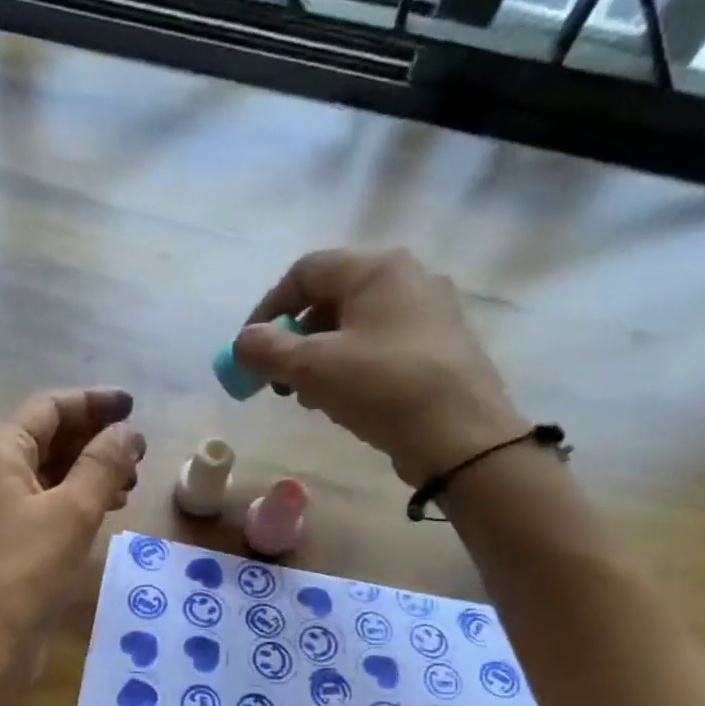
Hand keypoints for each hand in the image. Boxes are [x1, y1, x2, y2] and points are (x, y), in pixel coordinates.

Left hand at [0, 388, 144, 705]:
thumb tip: (127, 431)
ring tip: (129, 484)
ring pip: (45, 473)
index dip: (93, 403)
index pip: (49, 408)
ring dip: (86, 472)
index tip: (134, 409)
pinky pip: (40, 505)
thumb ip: (103, 464)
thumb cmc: (22, 574)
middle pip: (46, 438)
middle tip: (138, 454)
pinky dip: (72, 501)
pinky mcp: (0, 542)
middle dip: (93, 439)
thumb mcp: (72, 513)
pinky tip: (102, 512)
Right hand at [232, 247, 523, 486]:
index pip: (305, 271)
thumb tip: (243, 343)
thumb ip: (267, 350)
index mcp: (377, 269)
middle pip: (330, 297)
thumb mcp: (313, 368)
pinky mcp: (439, 346)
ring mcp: (429, 312)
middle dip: (294, 338)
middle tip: (277, 378)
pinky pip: (380, 345)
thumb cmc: (383, 388)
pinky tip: (343, 401)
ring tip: (306, 396)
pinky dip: (350, 365)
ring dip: (319, 357)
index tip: (249, 348)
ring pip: (355, 325)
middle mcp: (408, 278)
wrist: (461, 436)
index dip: (268, 308)